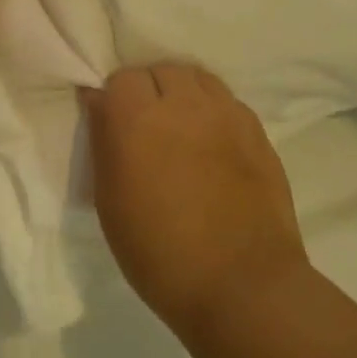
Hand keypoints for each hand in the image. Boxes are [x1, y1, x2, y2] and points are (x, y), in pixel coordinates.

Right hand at [86, 63, 306, 336]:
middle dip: (147, 89)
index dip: (113, 99)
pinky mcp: (257, 131)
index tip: (111, 124)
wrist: (243, 287)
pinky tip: (211, 140)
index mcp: (137, 119)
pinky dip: (213, 109)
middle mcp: (182, 104)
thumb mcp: (110, 203)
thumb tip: (98, 103)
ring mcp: (225, 114)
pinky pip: (227, 100)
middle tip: (145, 125)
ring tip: (180, 124)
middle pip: (159, 70)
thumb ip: (103, 143)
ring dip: (182, 91)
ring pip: (197, 77)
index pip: (119, 78)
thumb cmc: (160, 253)